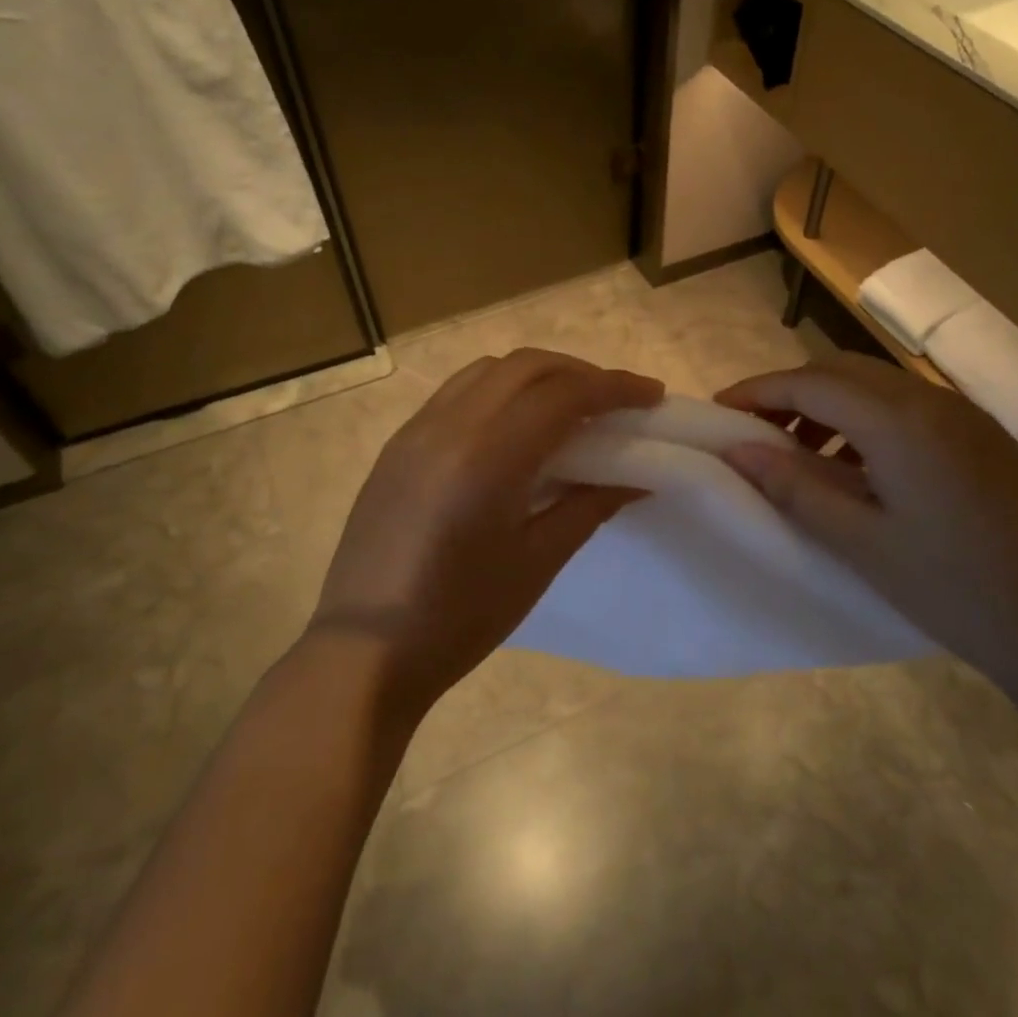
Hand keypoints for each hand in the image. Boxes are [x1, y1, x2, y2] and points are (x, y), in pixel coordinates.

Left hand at [309, 349, 663, 717]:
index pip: (563, 394)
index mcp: (487, 457)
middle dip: (579, 372)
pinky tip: (515, 427)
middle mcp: (448, 426)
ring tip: (569, 408)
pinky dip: (499, 391)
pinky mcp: (398, 445)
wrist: (365, 650)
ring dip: (537, 375)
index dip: (615, 387)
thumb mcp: (536, 562)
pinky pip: (457, 392)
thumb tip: (637, 477)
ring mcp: (416, 430)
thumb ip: (589, 506)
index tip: (652, 395)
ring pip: (488, 371)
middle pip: (526, 366)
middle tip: (616, 401)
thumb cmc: (459, 617)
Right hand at [716, 352, 1017, 684]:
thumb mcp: (860, 541)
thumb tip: (737, 449)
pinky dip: (865, 418)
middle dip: (790, 391)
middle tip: (754, 429)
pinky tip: (856, 463)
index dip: (758, 391)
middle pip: (841, 371)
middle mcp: (931, 400)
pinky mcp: (982, 436)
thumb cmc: (952, 588)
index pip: (810, 383)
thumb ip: (794, 486)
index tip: (719, 410)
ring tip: (799, 451)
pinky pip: (907, 405)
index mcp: (899, 421)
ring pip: (875, 384)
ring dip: (828, 403)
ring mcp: (963, 415)